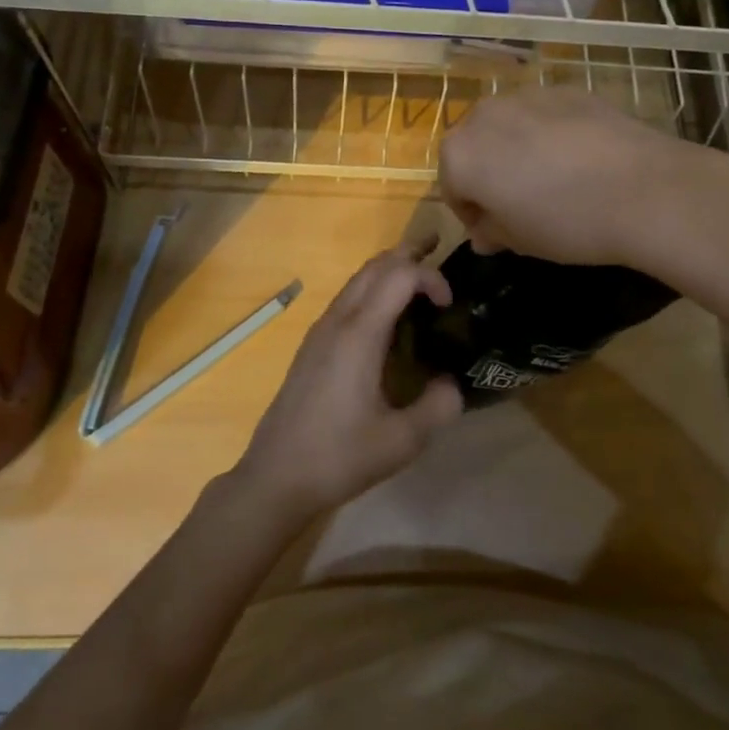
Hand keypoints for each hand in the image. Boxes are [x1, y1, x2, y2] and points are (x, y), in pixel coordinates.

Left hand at [233, 242, 463, 521]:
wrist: (275, 476)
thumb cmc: (339, 457)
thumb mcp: (403, 440)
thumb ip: (438, 406)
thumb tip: (453, 383)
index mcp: (360, 334)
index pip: (399, 275)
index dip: (431, 277)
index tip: (450, 305)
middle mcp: (338, 321)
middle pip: (375, 266)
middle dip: (409, 254)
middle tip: (440, 253)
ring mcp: (320, 331)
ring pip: (357, 280)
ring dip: (389, 271)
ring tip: (419, 280)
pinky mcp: (312, 346)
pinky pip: (346, 299)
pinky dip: (372, 290)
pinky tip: (387, 318)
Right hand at [438, 89, 701, 266]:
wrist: (645, 189)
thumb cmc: (568, 222)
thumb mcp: (521, 241)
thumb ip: (492, 231)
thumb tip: (485, 232)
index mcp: (461, 154)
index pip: (452, 188)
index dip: (472, 213)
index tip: (496, 232)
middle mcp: (484, 115)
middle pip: (475, 148)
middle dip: (490, 174)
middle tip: (522, 204)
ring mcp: (528, 95)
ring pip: (509, 127)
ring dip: (518, 150)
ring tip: (554, 179)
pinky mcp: (567, 89)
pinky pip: (545, 116)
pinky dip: (551, 134)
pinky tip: (582, 159)